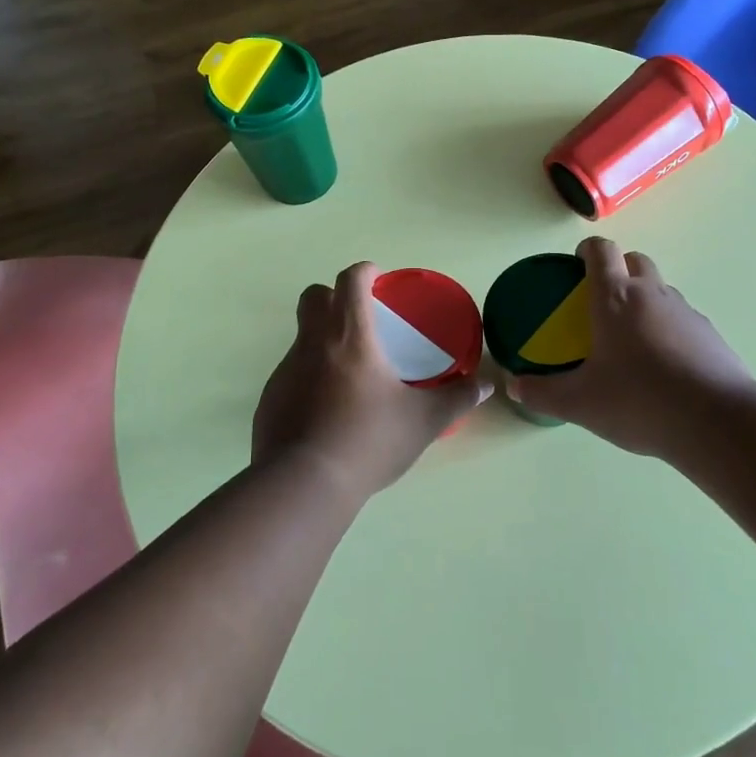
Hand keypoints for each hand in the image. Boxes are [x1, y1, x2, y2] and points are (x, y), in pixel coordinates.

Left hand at [254, 261, 491, 502]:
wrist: (305, 485)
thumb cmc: (369, 440)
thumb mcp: (424, 421)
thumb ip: (457, 399)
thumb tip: (486, 385)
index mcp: (350, 336)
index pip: (350, 280)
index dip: (364, 271)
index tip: (377, 279)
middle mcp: (312, 343)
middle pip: (313, 297)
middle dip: (334, 296)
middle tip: (359, 320)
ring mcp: (285, 370)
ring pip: (302, 338)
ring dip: (323, 342)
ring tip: (350, 377)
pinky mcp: (270, 399)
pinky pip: (291, 375)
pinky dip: (309, 379)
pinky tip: (326, 411)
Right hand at [507, 237, 752, 457]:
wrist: (715, 421)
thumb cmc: (638, 401)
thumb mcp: (579, 403)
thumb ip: (542, 393)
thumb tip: (514, 385)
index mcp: (615, 298)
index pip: (601, 250)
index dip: (586, 251)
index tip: (575, 266)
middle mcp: (652, 294)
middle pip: (635, 260)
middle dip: (618, 270)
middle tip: (601, 303)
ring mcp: (686, 311)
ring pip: (661, 289)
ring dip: (645, 300)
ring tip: (633, 339)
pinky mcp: (711, 334)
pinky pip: (683, 319)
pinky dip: (669, 329)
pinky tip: (664, 366)